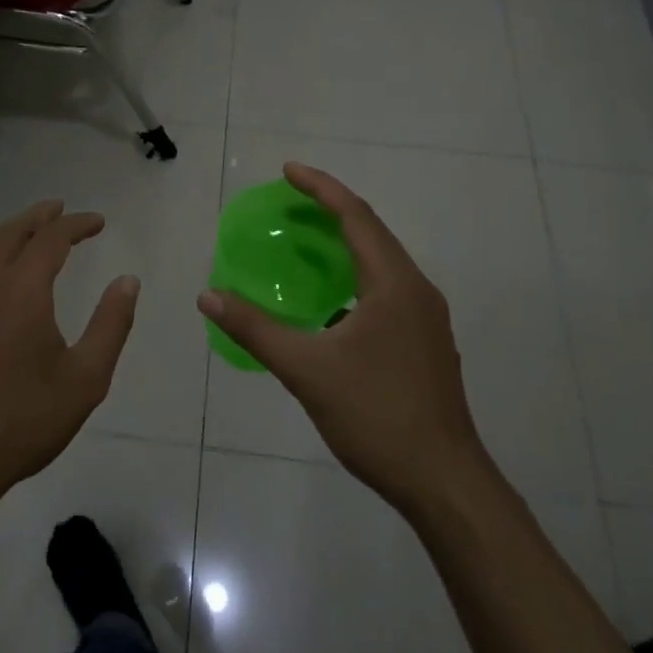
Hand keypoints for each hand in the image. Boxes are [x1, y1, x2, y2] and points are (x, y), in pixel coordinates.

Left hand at [0, 200, 138, 515]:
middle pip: (11, 232)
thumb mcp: (84, 381)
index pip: (52, 237)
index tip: (97, 222)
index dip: (77, 224)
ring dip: (1, 233)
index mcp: (22, 289)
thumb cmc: (21, 423)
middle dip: (39, 217)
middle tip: (58, 211)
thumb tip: (128, 280)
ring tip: (19, 231)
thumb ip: (111, 324)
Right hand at [198, 164, 486, 521]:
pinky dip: (354, 276)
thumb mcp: (307, 370)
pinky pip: (385, 288)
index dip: (320, 187)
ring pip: (381, 262)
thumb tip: (208, 297)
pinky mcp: (424, 342)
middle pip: (371, 232)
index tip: (287, 170)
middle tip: (289, 201)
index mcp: (394, 284)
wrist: (444, 483)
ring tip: (305, 240)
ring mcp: (425, 318)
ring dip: (344, 243)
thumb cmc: (377, 416)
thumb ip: (255, 329)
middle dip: (330, 209)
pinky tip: (329, 301)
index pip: (355, 216)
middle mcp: (416, 290)